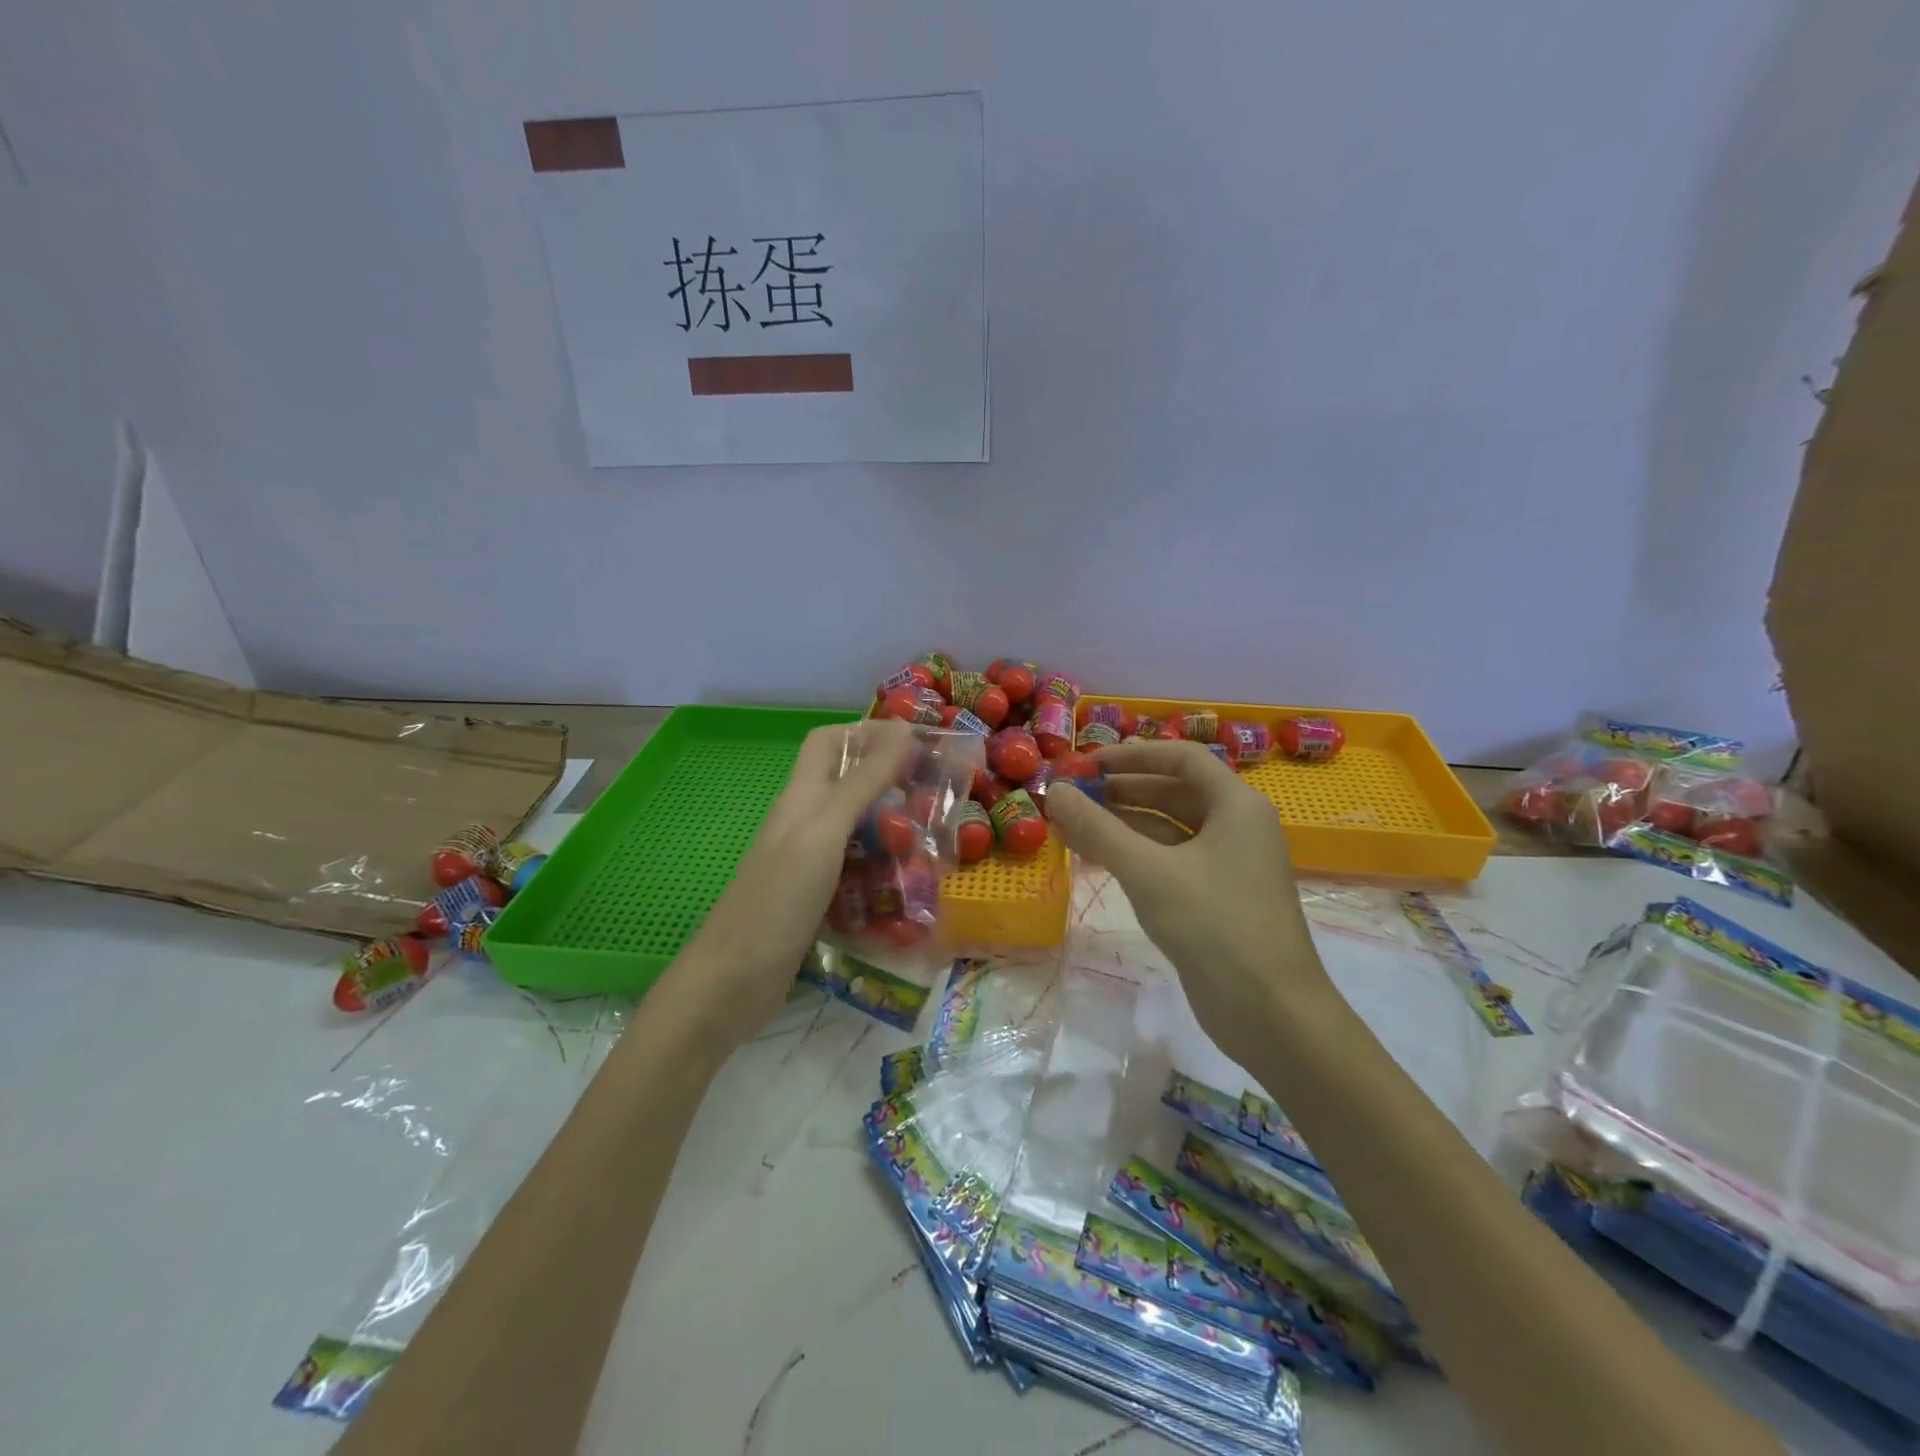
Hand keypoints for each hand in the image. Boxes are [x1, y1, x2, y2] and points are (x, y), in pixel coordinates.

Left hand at [667, 718, 914, 1046]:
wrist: (732, 982)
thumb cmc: (778, 898)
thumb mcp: (825, 831)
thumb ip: (863, 781)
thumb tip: (903, 731)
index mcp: (802, 797)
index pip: (830, 741)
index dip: (869, 732)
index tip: (917, 743)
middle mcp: (805, 823)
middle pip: (849, 786)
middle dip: (892, 785)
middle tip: (937, 798)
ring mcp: (809, 865)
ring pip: (858, 832)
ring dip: (894, 833)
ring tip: (935, 845)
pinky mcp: (817, 901)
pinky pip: (858, 874)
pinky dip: (884, 874)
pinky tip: (911, 890)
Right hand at [1047, 740, 1328, 1064]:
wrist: (1270, 1013)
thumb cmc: (1214, 926)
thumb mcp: (1149, 871)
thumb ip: (1099, 828)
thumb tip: (1056, 791)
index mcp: (1236, 805)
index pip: (1182, 758)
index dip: (1132, 755)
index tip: (1087, 763)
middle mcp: (1235, 826)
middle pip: (1172, 792)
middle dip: (1120, 791)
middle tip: (1071, 796)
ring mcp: (1226, 864)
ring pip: (1166, 829)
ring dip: (1120, 825)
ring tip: (1069, 825)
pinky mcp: (1214, 898)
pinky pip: (1168, 861)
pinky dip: (1133, 855)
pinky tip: (1094, 857)